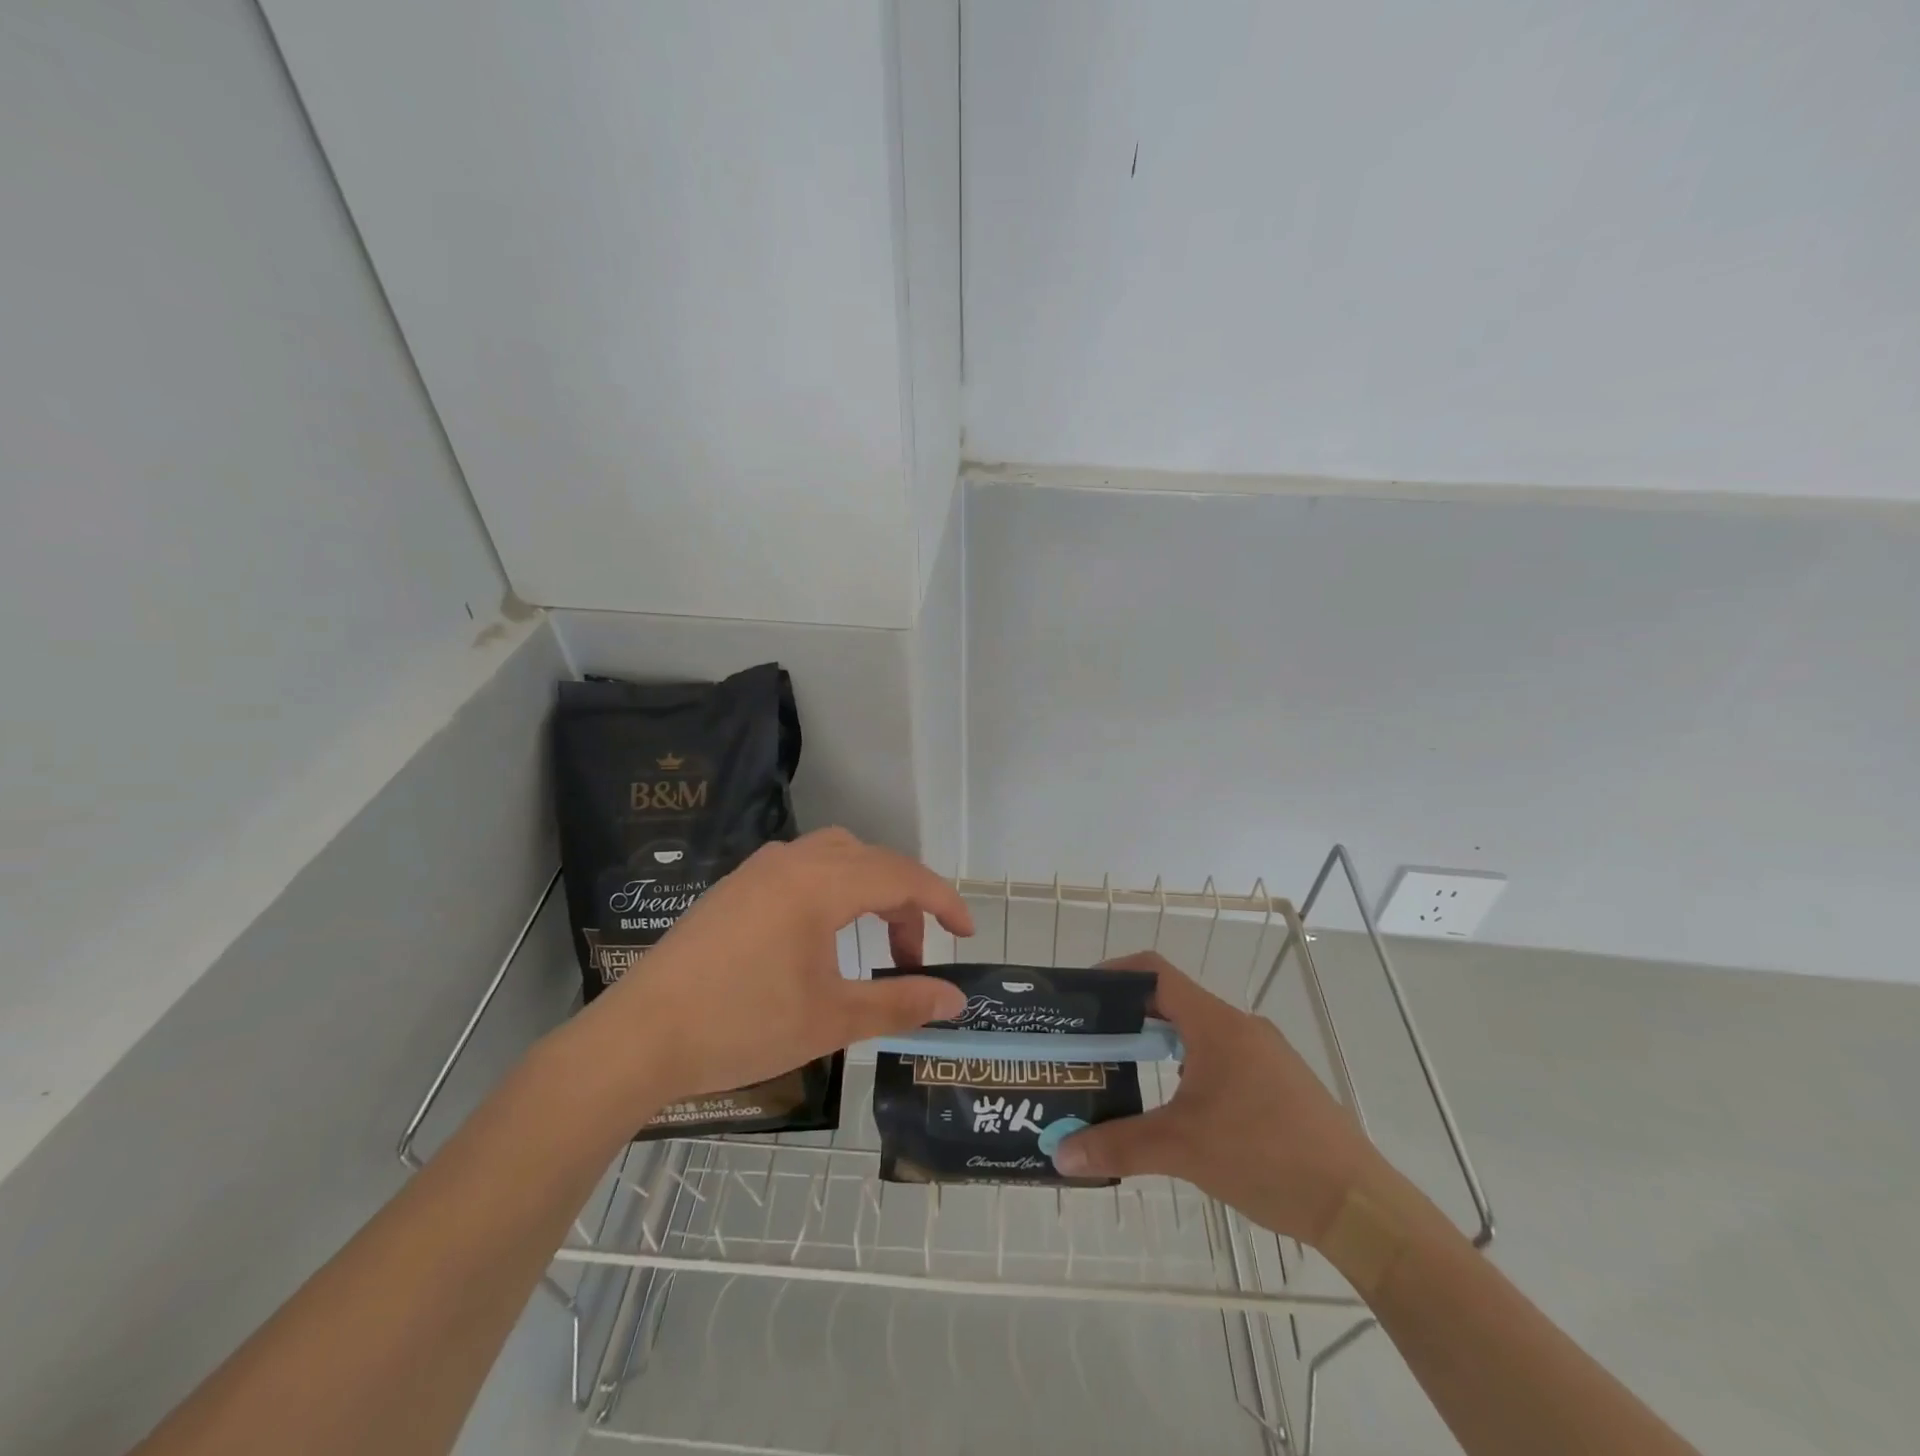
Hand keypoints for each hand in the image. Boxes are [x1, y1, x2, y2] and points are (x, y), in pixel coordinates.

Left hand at [578, 828, 973, 1106]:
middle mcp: (793, 861)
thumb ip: (899, 1003)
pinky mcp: (736, 887)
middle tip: (912, 958)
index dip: (943, 902)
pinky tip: (821, 937)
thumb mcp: (831, 1020)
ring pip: (837, 856)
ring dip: (869, 890)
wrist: (637, 1038)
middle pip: (873, 861)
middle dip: (906, 902)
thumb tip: (955, 999)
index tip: (967, 935)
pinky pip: (804, 867)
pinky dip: (834, 889)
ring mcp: (759, 869)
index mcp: (821, 884)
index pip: (903, 877)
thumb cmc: (741, 1026)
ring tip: (873, 942)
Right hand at [1051, 951, 1382, 1244]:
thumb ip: (1119, 1146)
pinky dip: (1188, 1069)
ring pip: (1198, 1034)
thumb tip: (1062, 1155)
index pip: (1156, 972)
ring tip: (1125, 1073)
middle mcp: (1240, 1028)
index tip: (1082, 995)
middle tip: (1093, 1042)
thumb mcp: (1183, 1149)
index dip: (1115, 973)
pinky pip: (1221, 1060)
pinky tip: (1179, 1110)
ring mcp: (1264, 1056)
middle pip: (1173, 1002)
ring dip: (1159, 1046)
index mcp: (1216, 1025)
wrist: (1358, 1205)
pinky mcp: (1280, 1085)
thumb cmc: (1265, 1156)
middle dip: (1129, 1017)